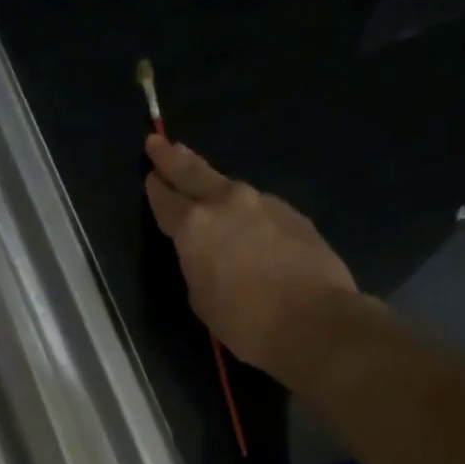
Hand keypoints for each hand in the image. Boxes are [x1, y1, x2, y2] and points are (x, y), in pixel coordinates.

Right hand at [144, 134, 359, 380]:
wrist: (314, 320)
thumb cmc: (245, 322)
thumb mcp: (201, 300)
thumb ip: (196, 266)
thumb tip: (205, 253)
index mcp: (195, 226)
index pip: (166, 200)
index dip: (155, 189)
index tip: (150, 177)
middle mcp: (227, 203)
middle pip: (194, 172)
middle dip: (174, 158)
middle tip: (159, 142)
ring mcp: (264, 204)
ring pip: (231, 189)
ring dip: (215, 188)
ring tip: (206, 188)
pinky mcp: (294, 214)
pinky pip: (260, 208)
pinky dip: (248, 212)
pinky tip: (250, 228)